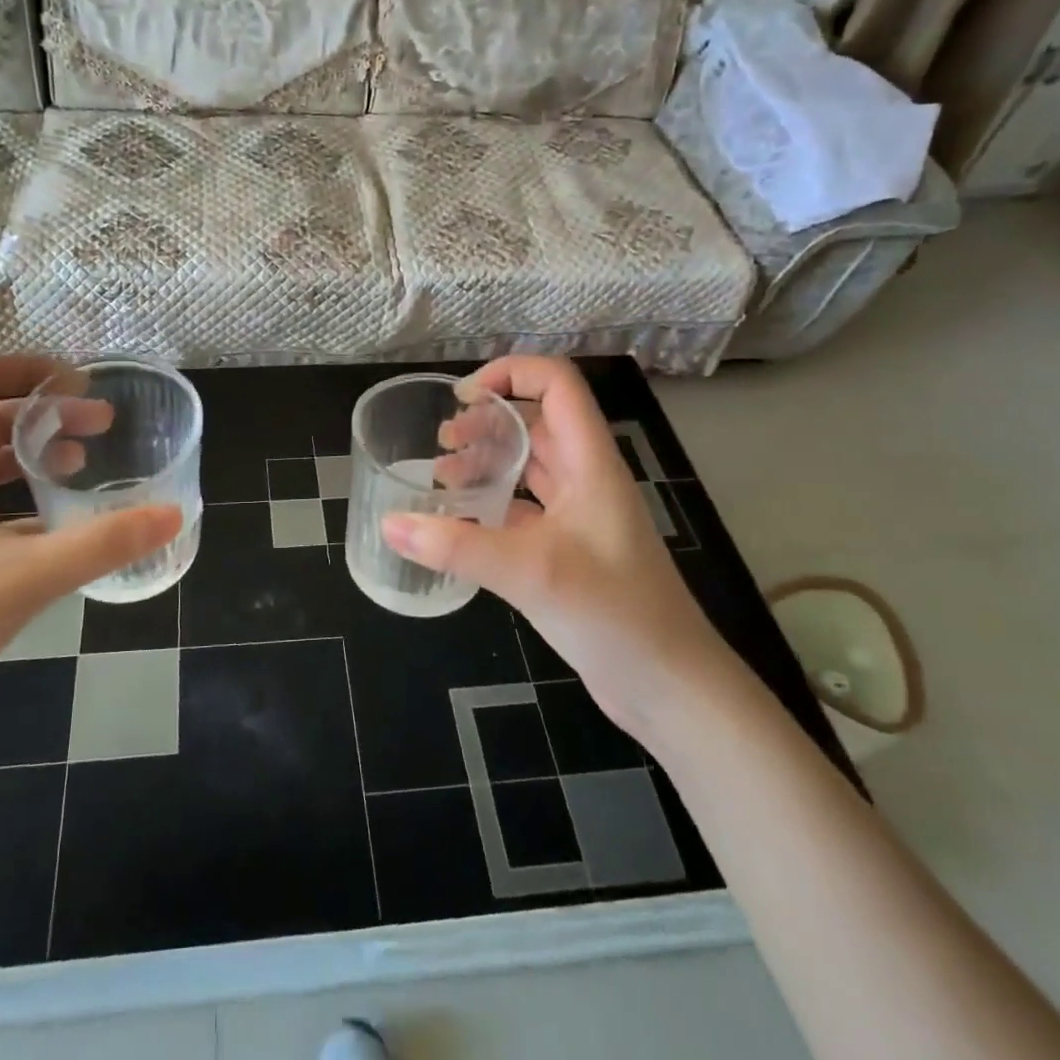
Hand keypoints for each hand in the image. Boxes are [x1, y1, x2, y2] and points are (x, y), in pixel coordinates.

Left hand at [0, 358, 180, 773]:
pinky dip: (16, 502)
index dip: (28, 369)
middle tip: (101, 428)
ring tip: (80, 467)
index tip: (80, 386)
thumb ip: (102, 543)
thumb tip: (171, 515)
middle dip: (44, 415)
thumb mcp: (24, 578)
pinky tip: (53, 530)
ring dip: (29, 456)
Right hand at [383, 356, 735, 745]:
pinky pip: (524, 508)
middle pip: (536, 422)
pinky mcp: (569, 549)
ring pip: (529, 466)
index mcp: (590, 462)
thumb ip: (456, 546)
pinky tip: (459, 523)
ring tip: (442, 476)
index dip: (513, 372)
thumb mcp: (530, 572)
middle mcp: (586, 478)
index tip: (464, 397)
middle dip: (487, 420)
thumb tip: (389, 523)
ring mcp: (580, 515)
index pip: (558, 384)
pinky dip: (491, 504)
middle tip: (443, 441)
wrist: (669, 688)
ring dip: (488, 461)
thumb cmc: (613, 613)